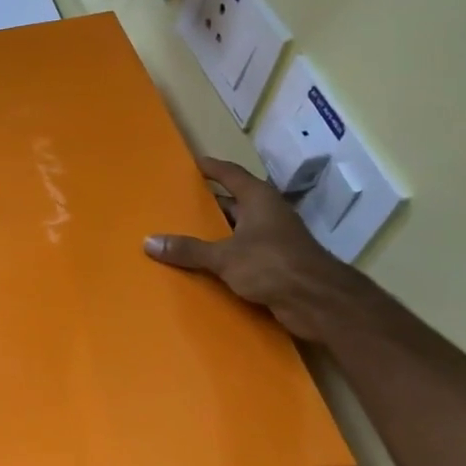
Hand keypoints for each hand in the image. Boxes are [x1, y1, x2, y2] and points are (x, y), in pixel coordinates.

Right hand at [144, 157, 359, 341]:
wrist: (317, 301)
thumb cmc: (271, 264)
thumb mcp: (223, 256)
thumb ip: (188, 250)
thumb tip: (149, 242)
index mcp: (258, 200)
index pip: (231, 174)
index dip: (212, 168)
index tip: (194, 163)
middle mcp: (268, 214)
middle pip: (235, 202)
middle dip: (210, 203)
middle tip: (180, 203)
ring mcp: (275, 240)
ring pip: (239, 230)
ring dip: (217, 233)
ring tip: (185, 235)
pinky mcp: (277, 264)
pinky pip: (245, 254)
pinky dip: (227, 256)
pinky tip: (206, 266)